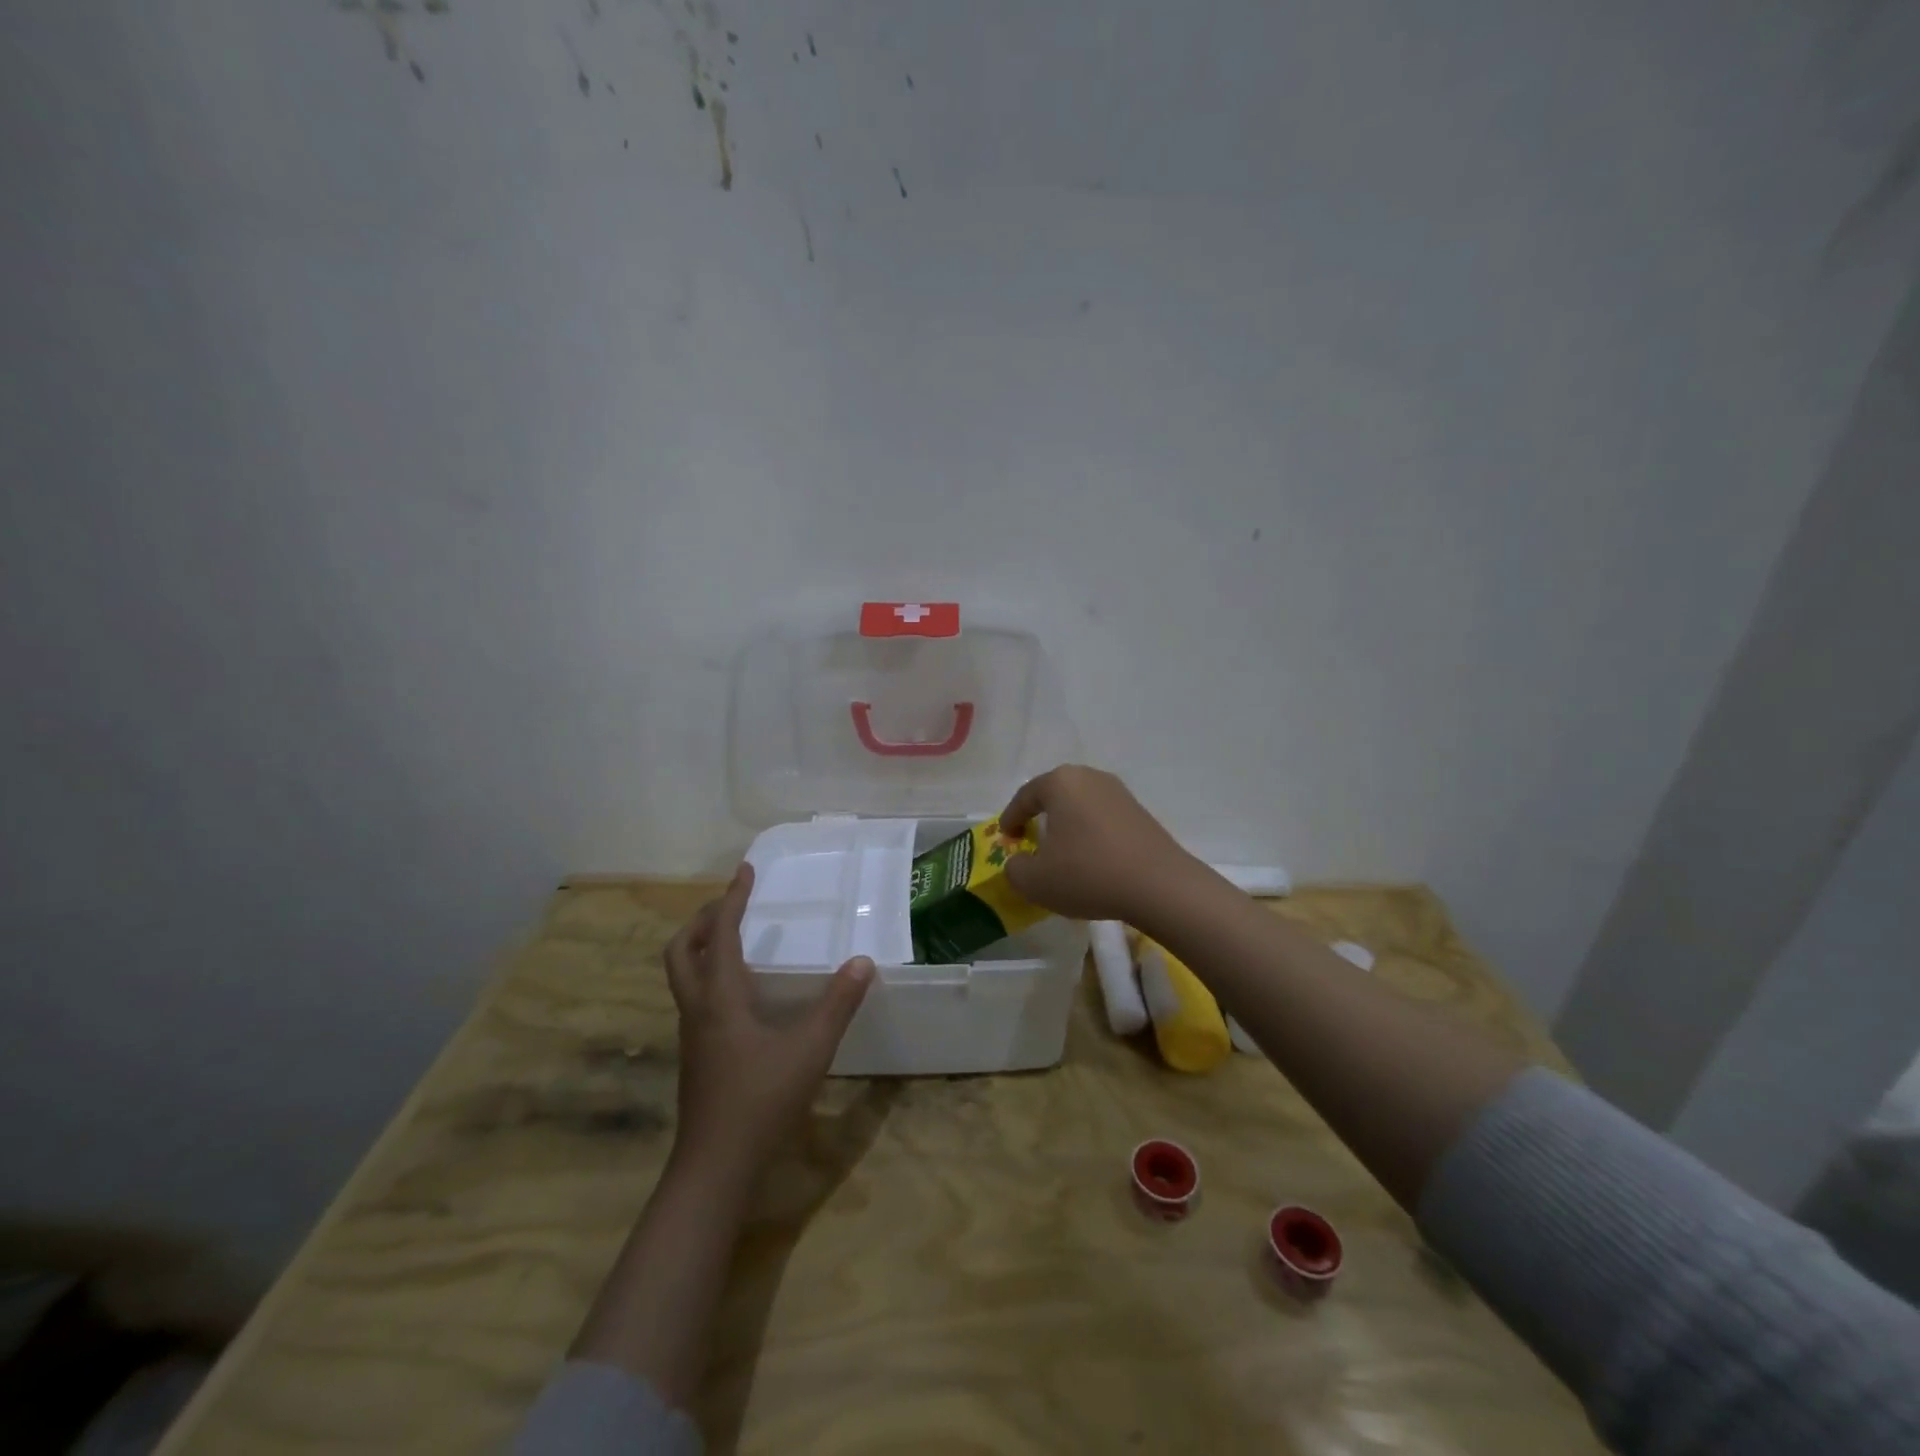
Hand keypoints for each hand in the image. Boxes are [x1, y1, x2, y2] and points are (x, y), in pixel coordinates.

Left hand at [664, 863, 873, 1181]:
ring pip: (683, 975)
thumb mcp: (810, 1049)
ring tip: (734, 937)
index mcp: (720, 998)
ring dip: (703, 946)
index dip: (732, 899)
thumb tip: (862, 962)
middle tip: (732, 904)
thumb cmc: (761, 1100)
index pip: (721, 934)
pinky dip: (710, 975)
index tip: (745, 871)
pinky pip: (695, 997)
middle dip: (704, 920)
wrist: (714, 1166)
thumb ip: (838, 1004)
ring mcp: (691, 1034)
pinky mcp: (697, 1055)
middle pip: (682, 950)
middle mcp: (698, 1009)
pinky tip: (741, 992)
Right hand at [997, 764, 1199, 923]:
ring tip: (1061, 850)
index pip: (1025, 796)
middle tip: (1030, 838)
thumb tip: (1018, 862)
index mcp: (1060, 783)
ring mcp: (1119, 793)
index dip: (1011, 818)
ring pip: (1081, 805)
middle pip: (1055, 794)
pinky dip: (1090, 832)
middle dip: (1040, 815)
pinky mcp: (1140, 812)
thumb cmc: (1088, 874)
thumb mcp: (1035, 881)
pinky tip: (1091, 857)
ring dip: (1067, 824)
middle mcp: (1090, 778)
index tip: (1006, 837)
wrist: (1159, 886)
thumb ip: (1015, 869)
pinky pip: (1103, 817)